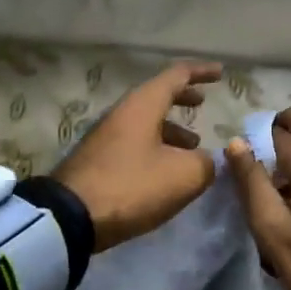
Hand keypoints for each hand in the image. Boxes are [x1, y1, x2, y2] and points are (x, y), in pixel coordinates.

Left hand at [51, 61, 221, 249]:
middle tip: (201, 102)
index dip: (201, 72)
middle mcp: (122, 113)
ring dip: (171, 129)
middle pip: (156, 96)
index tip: (220, 73)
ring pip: (145, 123)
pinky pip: (134, 143)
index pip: (176, 76)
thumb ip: (205, 163)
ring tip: (192, 147)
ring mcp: (105, 137)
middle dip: (182, 97)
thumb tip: (206, 161)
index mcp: (142, 105)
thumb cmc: (132, 186)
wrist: (70, 217)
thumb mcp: (183, 176)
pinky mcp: (97, 160)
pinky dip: (156, 147)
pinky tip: (165, 171)